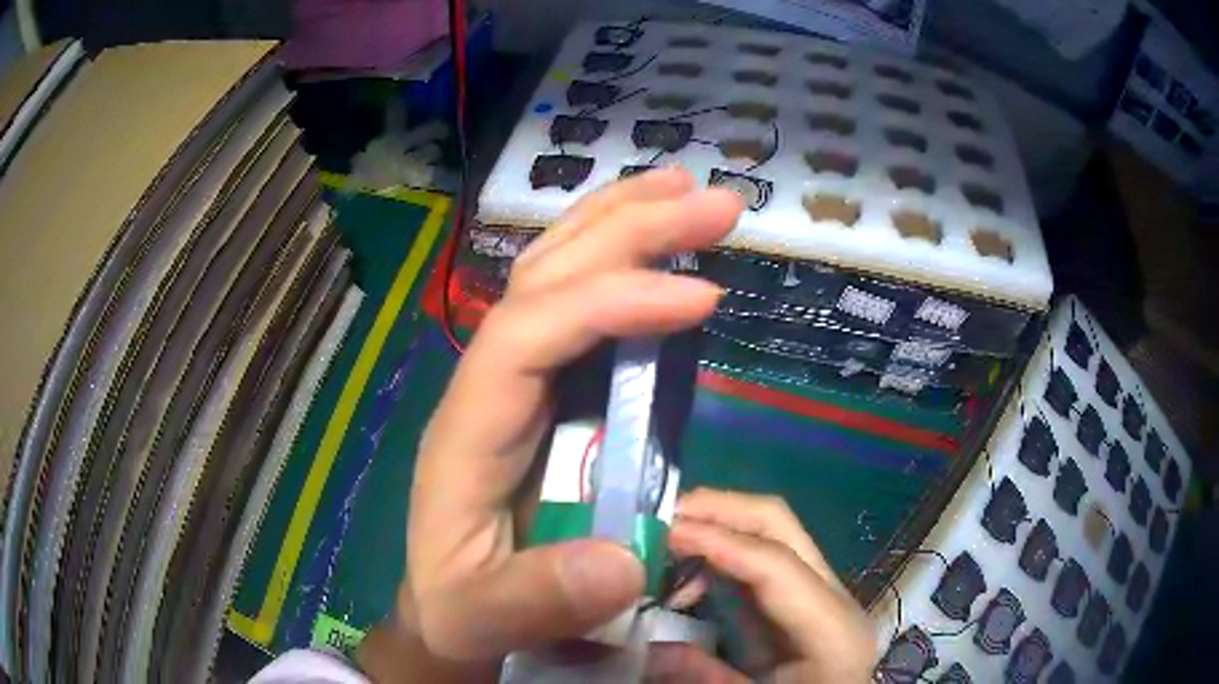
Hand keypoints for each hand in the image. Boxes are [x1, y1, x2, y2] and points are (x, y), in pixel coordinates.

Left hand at [404, 169, 744, 663]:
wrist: (448, 608)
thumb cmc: (459, 609)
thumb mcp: (480, 620)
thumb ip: (536, 600)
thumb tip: (622, 563)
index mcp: (468, 430)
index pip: (528, 334)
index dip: (610, 305)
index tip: (701, 298)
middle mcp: (490, 385)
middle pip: (544, 276)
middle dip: (628, 227)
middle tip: (713, 200)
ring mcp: (519, 382)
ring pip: (558, 274)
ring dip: (623, 223)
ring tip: (688, 191)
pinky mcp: (549, 394)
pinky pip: (582, 309)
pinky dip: (624, 265)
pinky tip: (664, 251)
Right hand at [646, 489, 875, 683]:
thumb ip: (706, 675)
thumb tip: (648, 647)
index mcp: (831, 626)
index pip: (774, 563)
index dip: (716, 541)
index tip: (659, 532)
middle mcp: (831, 595)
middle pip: (778, 524)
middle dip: (717, 510)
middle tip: (659, 516)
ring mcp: (816, 592)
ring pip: (769, 533)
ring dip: (715, 528)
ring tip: (663, 547)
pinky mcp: (798, 601)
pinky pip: (758, 559)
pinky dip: (719, 555)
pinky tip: (688, 581)